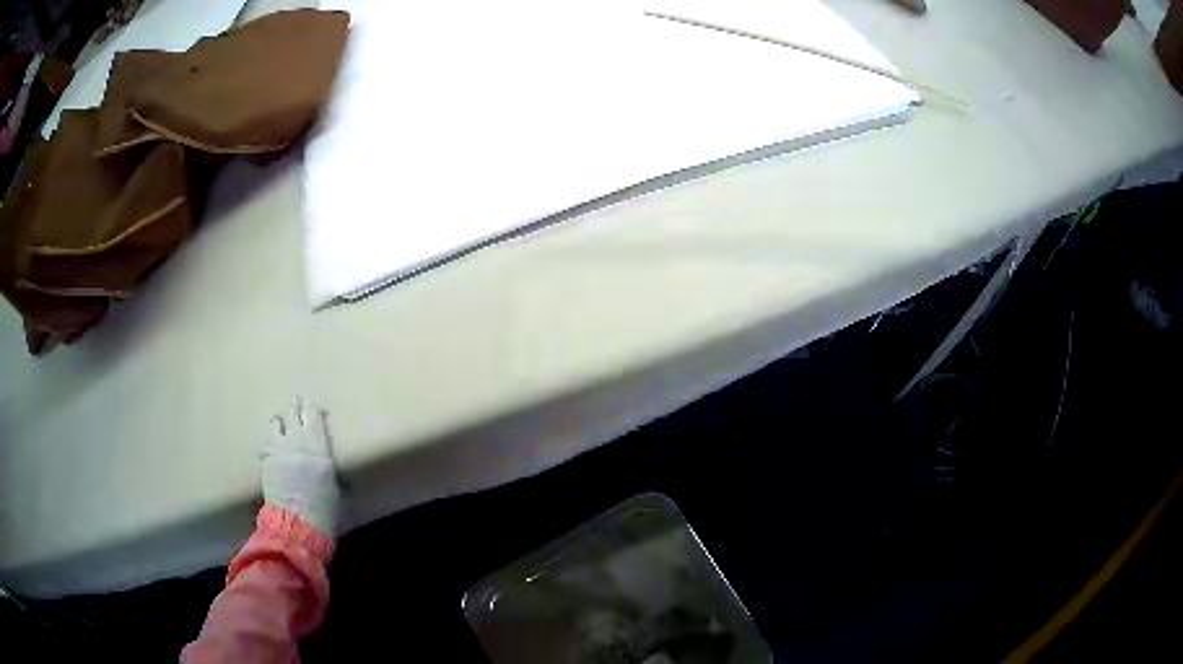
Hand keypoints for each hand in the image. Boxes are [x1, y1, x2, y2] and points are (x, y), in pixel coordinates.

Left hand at [263, 398, 340, 536]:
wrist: (297, 522)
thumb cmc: (324, 507)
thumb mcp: (334, 485)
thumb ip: (327, 467)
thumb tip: (327, 466)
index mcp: (317, 444)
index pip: (314, 415)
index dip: (313, 409)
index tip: (314, 407)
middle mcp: (296, 440)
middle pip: (293, 413)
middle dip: (295, 406)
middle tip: (296, 399)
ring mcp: (277, 448)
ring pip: (274, 424)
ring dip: (278, 422)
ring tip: (279, 421)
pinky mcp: (265, 460)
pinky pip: (265, 445)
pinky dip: (269, 444)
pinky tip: (270, 448)